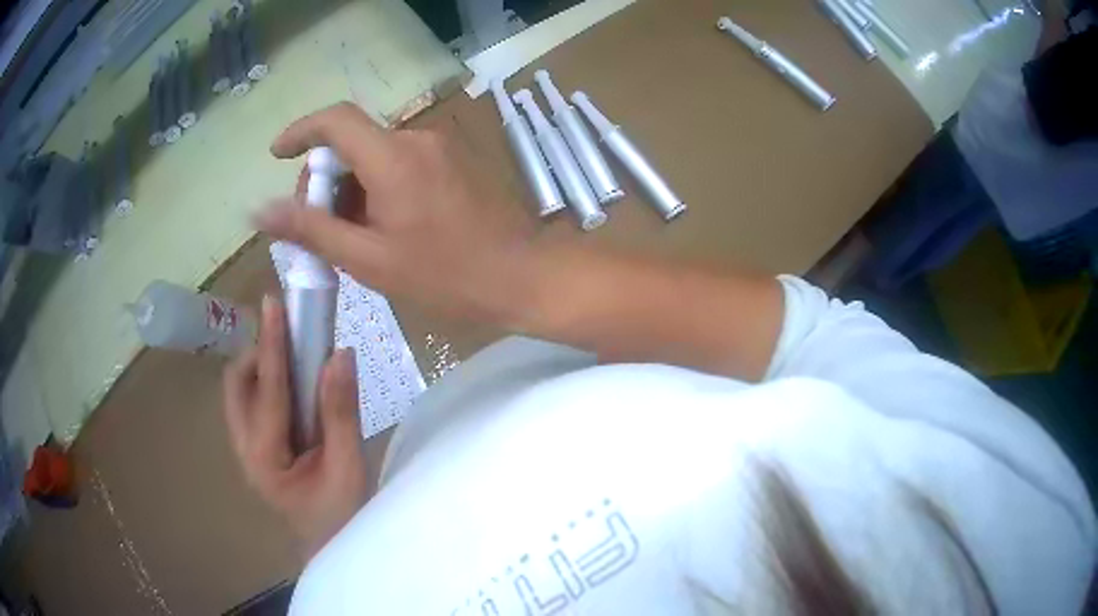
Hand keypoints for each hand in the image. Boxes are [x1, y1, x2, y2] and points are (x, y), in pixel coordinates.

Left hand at [223, 296, 370, 557]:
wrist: (329, 543)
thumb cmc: (341, 513)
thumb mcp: (349, 466)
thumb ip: (341, 412)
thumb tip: (340, 354)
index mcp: (266, 458)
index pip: (267, 391)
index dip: (272, 345)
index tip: (274, 303)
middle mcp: (245, 449)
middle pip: (237, 385)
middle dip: (259, 353)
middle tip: (293, 338)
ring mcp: (245, 448)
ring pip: (239, 391)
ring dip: (260, 365)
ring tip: (294, 356)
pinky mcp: (253, 446)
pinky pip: (250, 401)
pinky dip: (266, 380)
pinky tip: (293, 383)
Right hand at [256, 102, 542, 326]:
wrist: (525, 277)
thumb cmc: (447, 276)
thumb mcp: (369, 260)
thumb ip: (312, 230)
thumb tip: (261, 210)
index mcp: (392, 157)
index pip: (335, 120)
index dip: (301, 131)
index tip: (278, 154)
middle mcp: (417, 139)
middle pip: (353, 142)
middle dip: (326, 178)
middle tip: (320, 228)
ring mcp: (441, 147)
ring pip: (377, 155)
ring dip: (354, 189)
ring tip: (355, 238)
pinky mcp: (456, 160)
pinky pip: (403, 162)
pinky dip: (381, 187)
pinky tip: (386, 227)